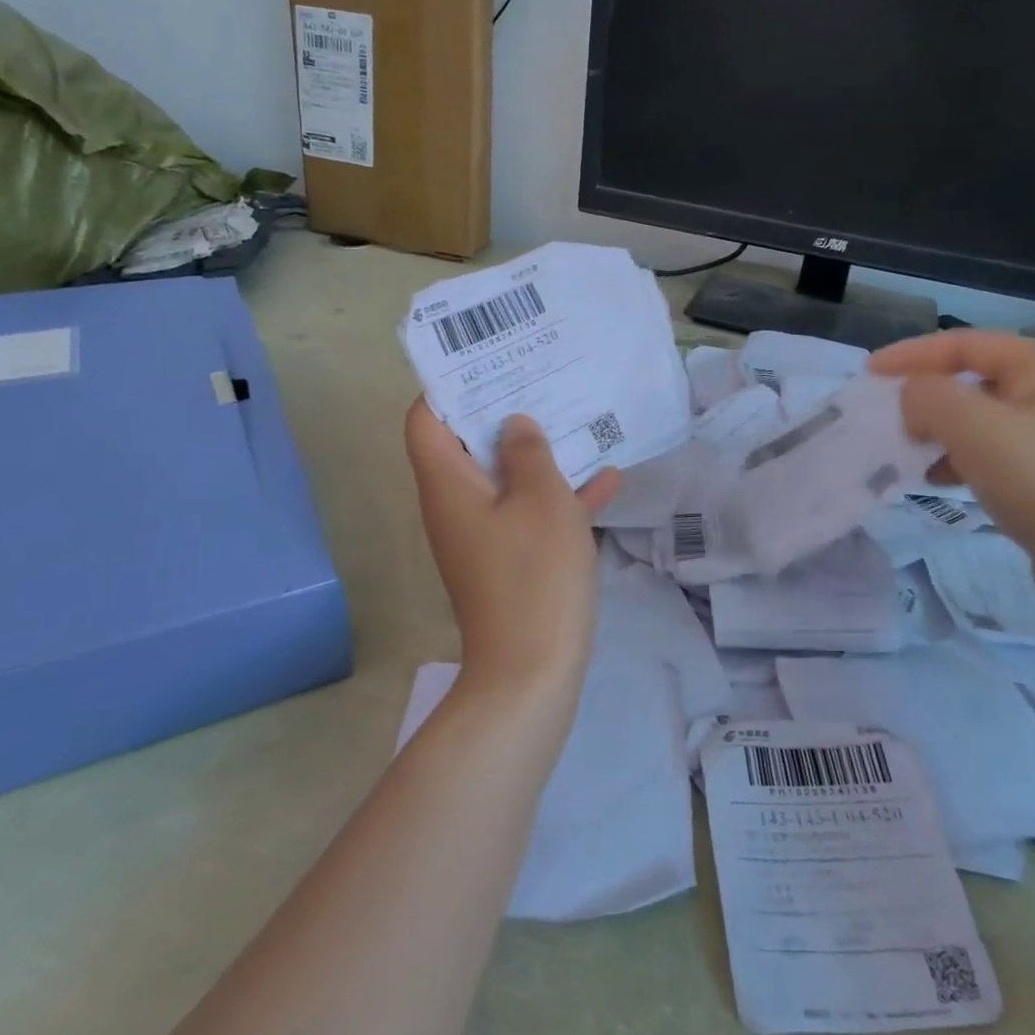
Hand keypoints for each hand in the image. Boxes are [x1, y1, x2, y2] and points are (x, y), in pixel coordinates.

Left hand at [404, 401, 621, 694]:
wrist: (533, 671)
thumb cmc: (533, 574)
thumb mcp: (541, 500)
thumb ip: (528, 453)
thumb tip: (514, 425)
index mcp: (447, 484)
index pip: (425, 420)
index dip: (448, 387)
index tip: (488, 363)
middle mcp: (455, 505)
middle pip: (467, 444)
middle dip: (503, 411)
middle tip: (540, 378)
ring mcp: (482, 535)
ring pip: (504, 478)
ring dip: (536, 453)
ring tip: (576, 416)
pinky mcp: (508, 560)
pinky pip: (528, 515)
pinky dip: (556, 497)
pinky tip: (608, 480)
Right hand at [868, 331, 1034, 596]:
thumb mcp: (974, 426)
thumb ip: (928, 396)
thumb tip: (910, 397)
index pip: (965, 343)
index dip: (913, 353)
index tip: (869, 373)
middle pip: (972, 379)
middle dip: (925, 395)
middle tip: (889, 414)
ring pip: (978, 420)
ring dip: (937, 430)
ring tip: (909, 451)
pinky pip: (989, 454)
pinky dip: (957, 460)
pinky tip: (938, 481)